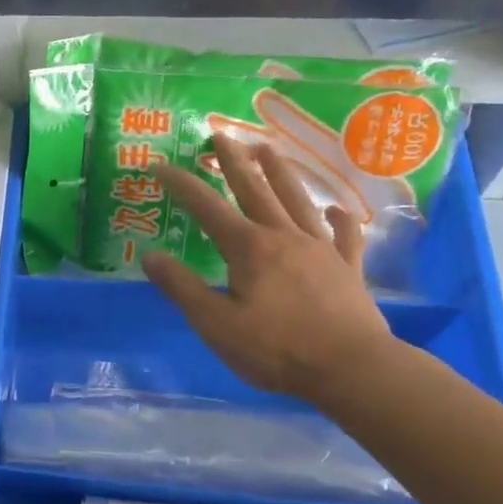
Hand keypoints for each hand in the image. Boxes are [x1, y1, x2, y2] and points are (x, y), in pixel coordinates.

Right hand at [145, 133, 396, 403]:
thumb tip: (150, 256)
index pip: (207, 208)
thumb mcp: (215, 324)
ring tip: (267, 149)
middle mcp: (284, 236)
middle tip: (220, 134)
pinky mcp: (348, 268)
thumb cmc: (276, 349)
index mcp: (249, 248)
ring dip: (280, 172)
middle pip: (255, 190)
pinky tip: (336, 209)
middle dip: (234, 161)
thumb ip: (182, 288)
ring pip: (297, 200)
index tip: (160, 166)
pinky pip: (344, 235)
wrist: (351, 369)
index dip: (181, 185)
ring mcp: (321, 249)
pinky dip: (339, 218)